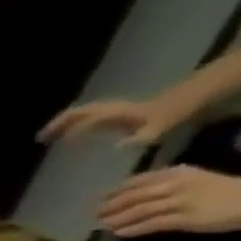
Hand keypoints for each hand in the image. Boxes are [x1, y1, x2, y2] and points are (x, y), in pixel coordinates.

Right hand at [39, 97, 185, 146]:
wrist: (199, 95)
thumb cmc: (179, 112)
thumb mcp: (162, 127)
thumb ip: (142, 136)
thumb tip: (118, 145)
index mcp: (120, 114)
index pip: (88, 119)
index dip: (67, 129)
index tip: (48, 139)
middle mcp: (115, 110)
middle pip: (81, 112)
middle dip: (60, 123)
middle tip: (41, 136)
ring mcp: (119, 111)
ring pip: (87, 113)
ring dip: (68, 123)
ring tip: (53, 136)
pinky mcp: (124, 115)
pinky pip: (95, 118)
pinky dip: (81, 125)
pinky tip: (79, 137)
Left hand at [99, 166, 240, 236]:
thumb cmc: (227, 190)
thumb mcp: (195, 179)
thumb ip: (169, 183)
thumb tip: (141, 193)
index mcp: (177, 173)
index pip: (138, 181)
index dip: (115, 191)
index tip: (98, 198)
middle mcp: (174, 184)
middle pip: (133, 196)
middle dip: (110, 205)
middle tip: (92, 213)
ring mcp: (179, 201)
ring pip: (139, 210)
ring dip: (117, 218)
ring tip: (100, 225)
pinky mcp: (185, 218)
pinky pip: (152, 223)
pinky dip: (133, 228)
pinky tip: (119, 232)